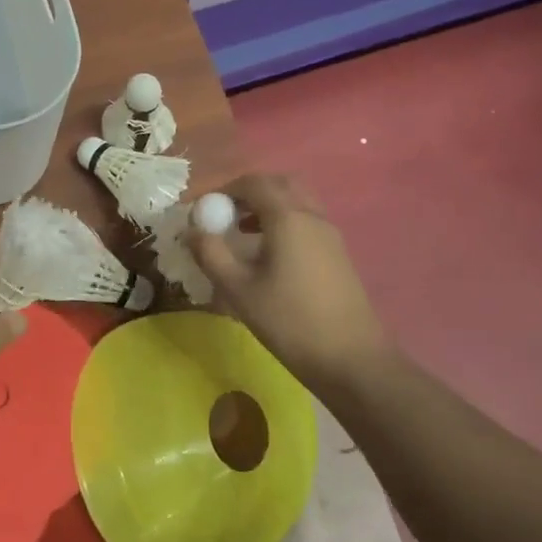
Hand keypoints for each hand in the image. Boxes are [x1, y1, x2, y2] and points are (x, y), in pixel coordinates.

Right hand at [187, 173, 397, 394]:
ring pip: (297, 201)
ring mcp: (330, 234)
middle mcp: (312, 216)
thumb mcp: (238, 289)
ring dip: (268, 206)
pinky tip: (269, 254)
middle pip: (280, 184)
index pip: (254, 183)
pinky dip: (284, 221)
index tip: (204, 210)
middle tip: (225, 215)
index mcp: (288, 218)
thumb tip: (191, 231)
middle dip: (249, 192)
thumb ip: (211, 254)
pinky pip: (307, 220)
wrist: (350, 358)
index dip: (225, 190)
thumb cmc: (289, 320)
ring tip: (242, 233)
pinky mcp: (337, 253)